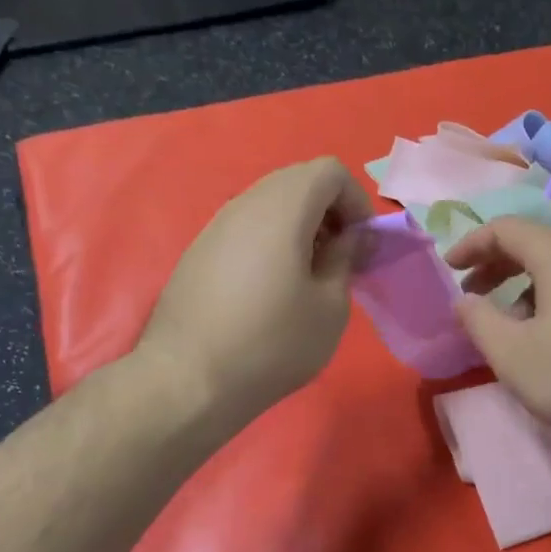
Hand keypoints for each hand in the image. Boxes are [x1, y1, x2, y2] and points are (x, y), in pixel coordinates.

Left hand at [139, 158, 371, 421]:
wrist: (188, 381)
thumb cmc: (272, 343)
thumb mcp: (330, 307)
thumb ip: (347, 259)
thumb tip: (353, 238)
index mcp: (282, 208)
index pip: (329, 170)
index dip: (357, 201)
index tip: (362, 245)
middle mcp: (245, 204)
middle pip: (298, 182)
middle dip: (330, 212)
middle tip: (341, 259)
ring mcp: (215, 226)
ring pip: (269, 205)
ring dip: (300, 229)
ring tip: (309, 278)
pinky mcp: (198, 252)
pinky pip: (246, 229)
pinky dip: (271, 243)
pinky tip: (272, 291)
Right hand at [444, 218, 550, 448]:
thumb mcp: (512, 354)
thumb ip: (478, 320)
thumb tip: (464, 300)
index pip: (506, 229)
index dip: (471, 244)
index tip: (449, 268)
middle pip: (536, 243)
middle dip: (496, 264)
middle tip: (472, 294)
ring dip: (524, 285)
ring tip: (508, 322)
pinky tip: (549, 337)